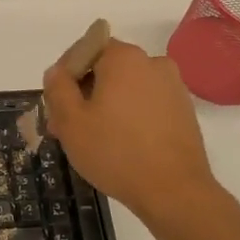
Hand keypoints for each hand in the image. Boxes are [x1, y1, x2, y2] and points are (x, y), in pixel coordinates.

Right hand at [42, 40, 216, 232]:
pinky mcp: (184, 111)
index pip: (86, 48)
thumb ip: (57, 88)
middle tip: (67, 128)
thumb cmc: (115, 152)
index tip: (56, 105)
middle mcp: (153, 63)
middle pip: (107, 69)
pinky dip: (129, 116)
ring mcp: (173, 87)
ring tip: (92, 140)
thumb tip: (57, 72)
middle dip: (84, 93)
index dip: (66, 74)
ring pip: (127, 88)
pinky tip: (120, 145)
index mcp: (124, 58)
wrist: (174, 191)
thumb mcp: (70, 122)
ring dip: (106, 106)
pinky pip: (146, 104)